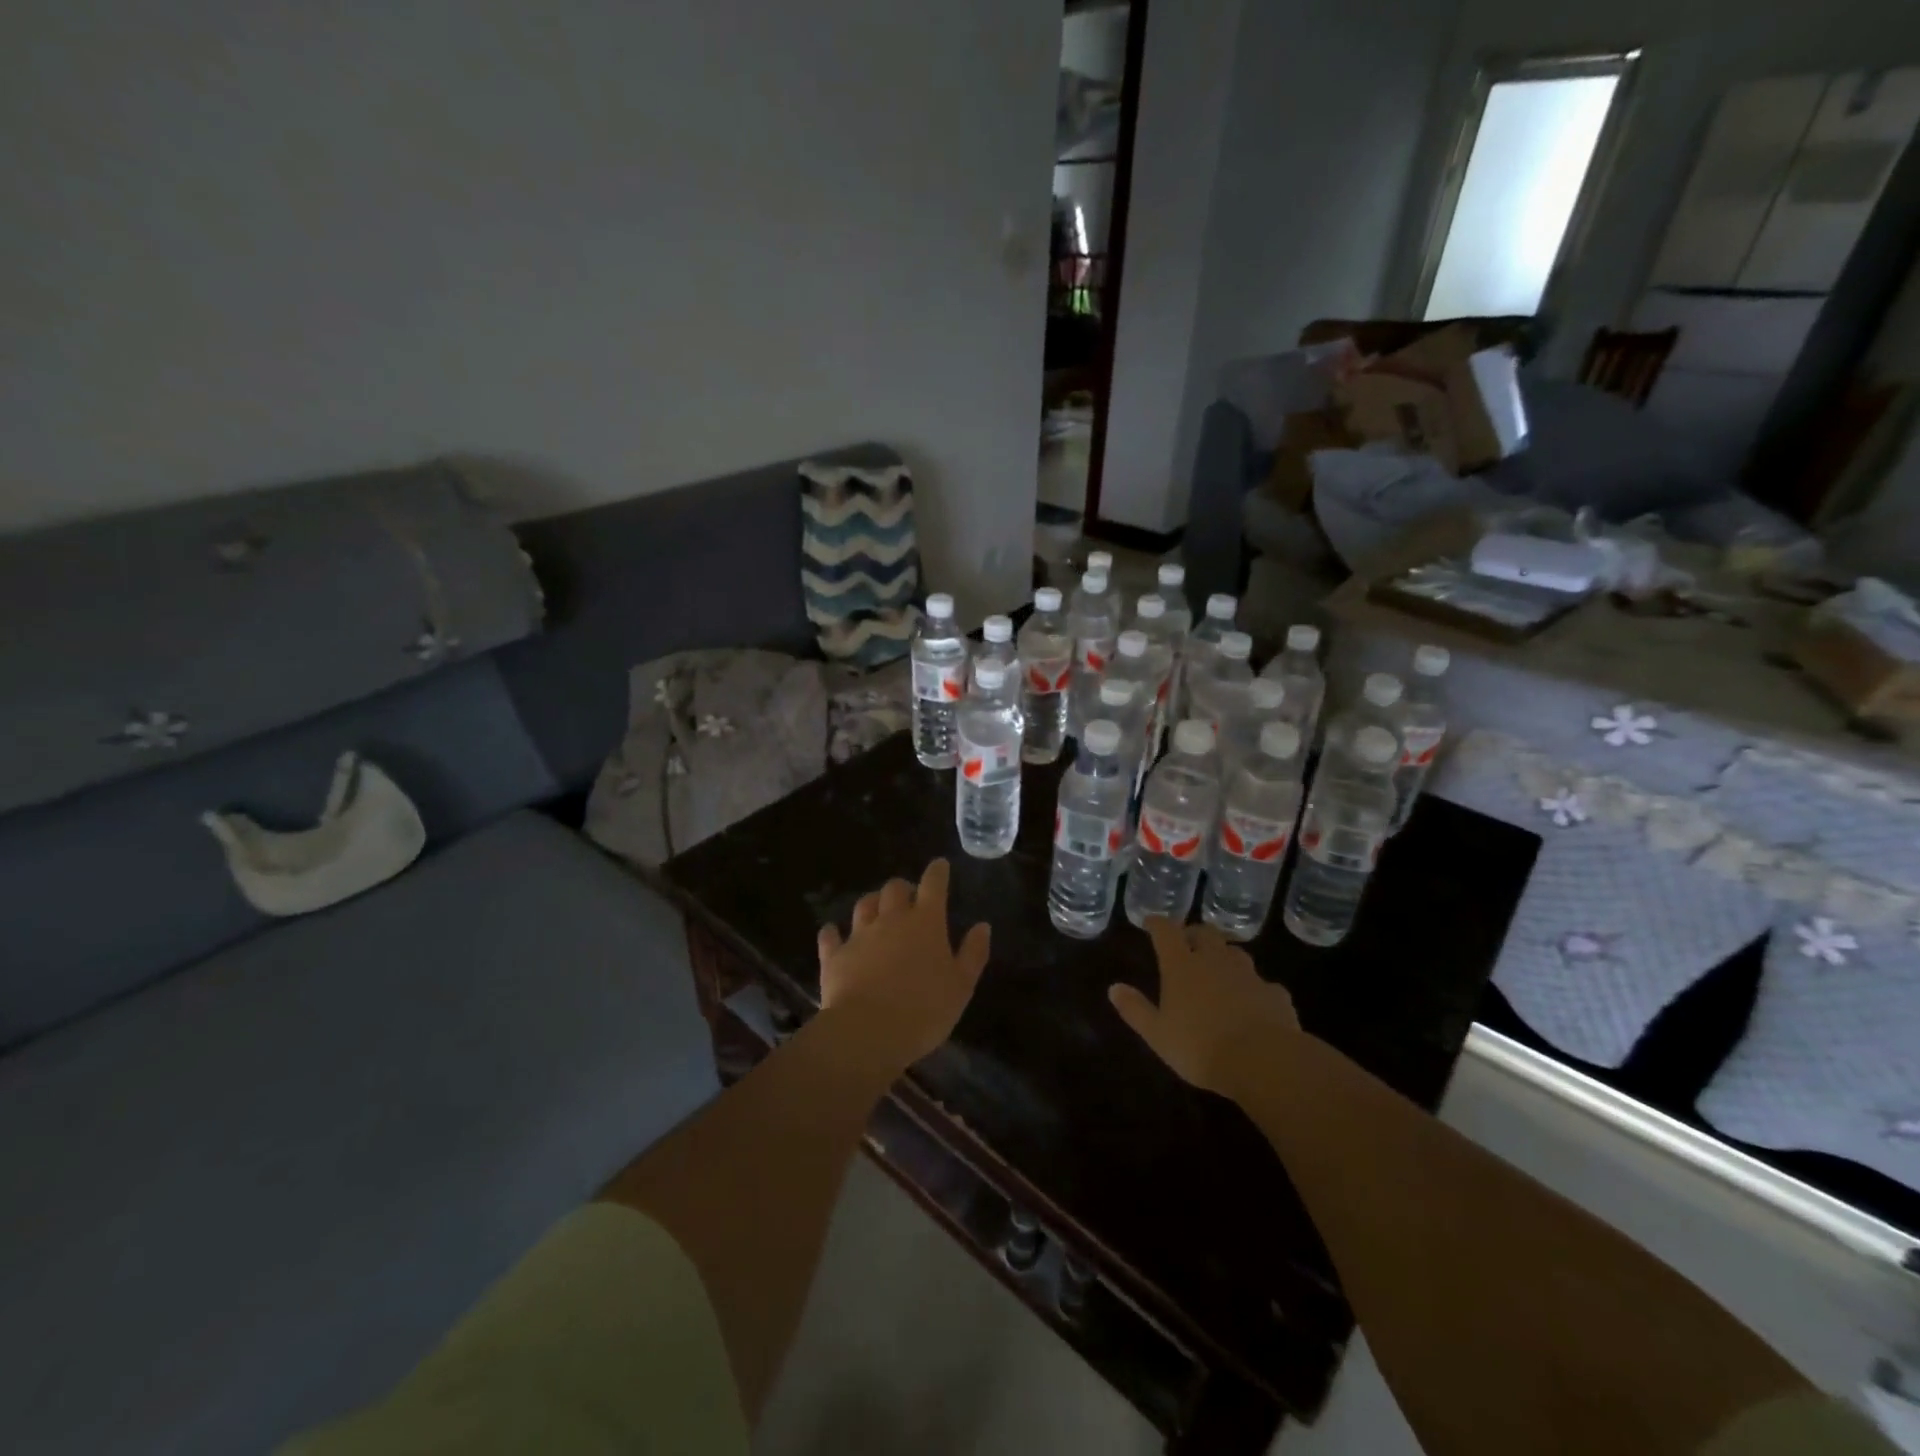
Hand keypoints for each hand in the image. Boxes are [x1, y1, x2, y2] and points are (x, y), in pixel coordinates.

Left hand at [816, 859, 990, 1070]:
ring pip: (864, 904)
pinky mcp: (834, 955)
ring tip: (877, 910)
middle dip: (903, 887)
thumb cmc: (924, 1009)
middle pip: (894, 888)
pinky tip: (834, 934)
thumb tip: (982, 926)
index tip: (940, 865)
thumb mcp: (961, 985)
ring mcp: (859, 935)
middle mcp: (891, 919)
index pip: (933, 884)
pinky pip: (831, 935)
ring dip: (872, 903)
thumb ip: (973, 953)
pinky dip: (834, 932)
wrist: (868, 1032)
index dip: (937, 872)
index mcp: (926, 922)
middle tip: (909, 897)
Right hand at [1109, 919, 1298, 1098]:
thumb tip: (1114, 988)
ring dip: (1224, 956)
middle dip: (1193, 933)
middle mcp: (1215, 961)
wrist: (1264, 1062)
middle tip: (1187, 943)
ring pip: (1235, 953)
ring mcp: (1248, 975)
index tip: (1151, 922)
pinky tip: (1253, 1003)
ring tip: (1219, 969)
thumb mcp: (1157, 1034)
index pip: (1166, 931)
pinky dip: (1253, 988)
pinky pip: (1262, 984)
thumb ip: (1135, 1009)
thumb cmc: (1200, 1047)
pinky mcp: (1275, 994)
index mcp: (1182, 966)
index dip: (1157, 924)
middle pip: (1205, 933)